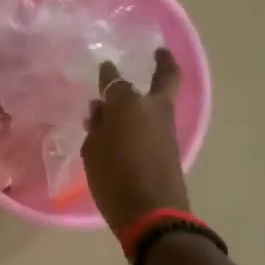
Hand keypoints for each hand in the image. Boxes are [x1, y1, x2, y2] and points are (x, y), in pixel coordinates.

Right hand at [81, 48, 190, 235]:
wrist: (151, 212)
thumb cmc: (114, 178)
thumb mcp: (92, 151)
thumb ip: (97, 127)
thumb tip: (102, 110)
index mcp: (129, 105)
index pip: (116, 81)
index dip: (108, 73)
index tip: (105, 65)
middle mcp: (153, 109)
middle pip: (166, 77)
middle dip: (163, 62)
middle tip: (159, 52)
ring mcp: (167, 127)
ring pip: (160, 101)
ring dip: (150, 95)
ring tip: (127, 100)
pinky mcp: (172, 146)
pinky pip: (157, 123)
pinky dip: (145, 118)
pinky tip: (129, 127)